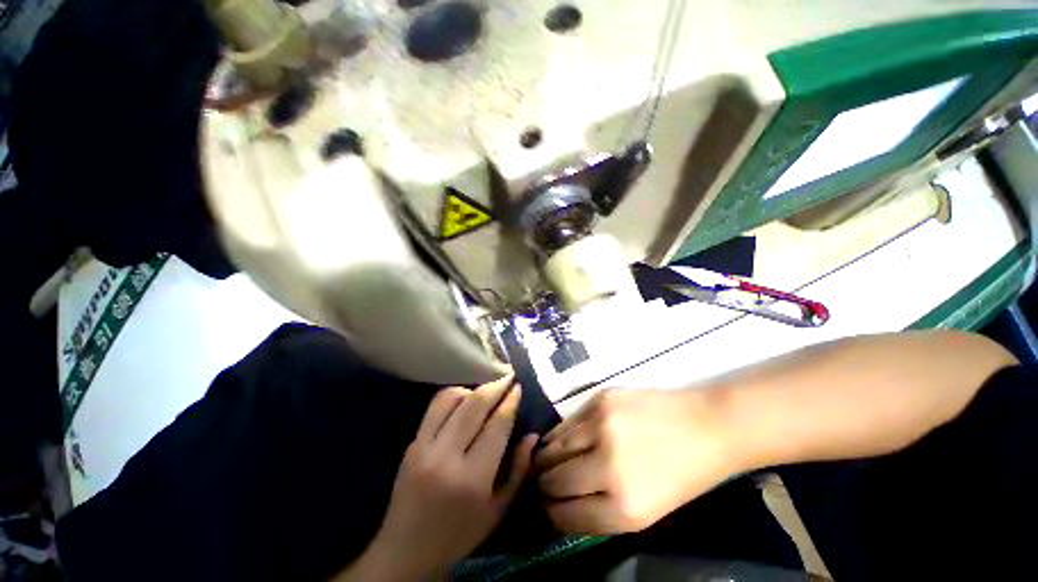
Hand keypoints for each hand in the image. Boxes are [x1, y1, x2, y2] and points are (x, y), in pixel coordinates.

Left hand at [354, 374, 537, 580]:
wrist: (404, 553)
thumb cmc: (459, 536)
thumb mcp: (498, 510)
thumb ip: (518, 470)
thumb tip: (532, 435)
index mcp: (472, 479)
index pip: (496, 426)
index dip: (510, 402)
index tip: (519, 387)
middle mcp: (445, 457)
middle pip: (474, 405)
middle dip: (495, 386)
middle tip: (508, 376)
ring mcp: (423, 447)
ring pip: (451, 399)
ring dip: (473, 388)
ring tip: (487, 389)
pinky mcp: (411, 443)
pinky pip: (434, 407)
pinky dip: (453, 396)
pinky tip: (465, 399)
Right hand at [535, 389, 738, 534]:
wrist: (705, 426)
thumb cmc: (680, 476)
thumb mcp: (645, 513)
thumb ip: (600, 513)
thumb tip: (560, 507)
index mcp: (625, 508)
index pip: (565, 515)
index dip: (549, 514)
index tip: (543, 509)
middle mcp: (608, 466)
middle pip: (554, 480)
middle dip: (542, 486)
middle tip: (539, 484)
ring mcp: (601, 426)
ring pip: (554, 447)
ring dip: (545, 458)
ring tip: (541, 461)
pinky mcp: (600, 400)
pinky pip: (566, 422)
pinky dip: (558, 434)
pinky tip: (557, 439)